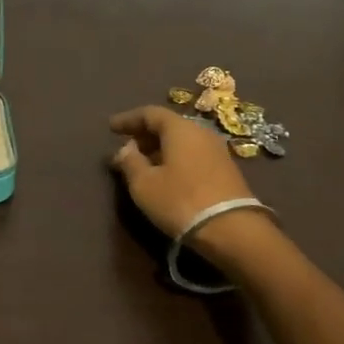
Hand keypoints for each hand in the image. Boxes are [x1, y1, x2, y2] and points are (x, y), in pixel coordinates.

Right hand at [108, 105, 255, 238]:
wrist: (232, 229)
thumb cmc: (180, 201)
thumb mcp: (144, 184)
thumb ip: (130, 162)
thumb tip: (126, 148)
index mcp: (180, 129)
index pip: (150, 113)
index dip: (128, 119)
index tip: (111, 128)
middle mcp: (201, 132)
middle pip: (168, 126)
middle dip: (144, 136)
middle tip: (125, 150)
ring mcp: (217, 151)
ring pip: (181, 142)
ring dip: (159, 149)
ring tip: (142, 165)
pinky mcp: (226, 170)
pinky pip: (193, 155)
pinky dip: (175, 159)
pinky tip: (165, 176)